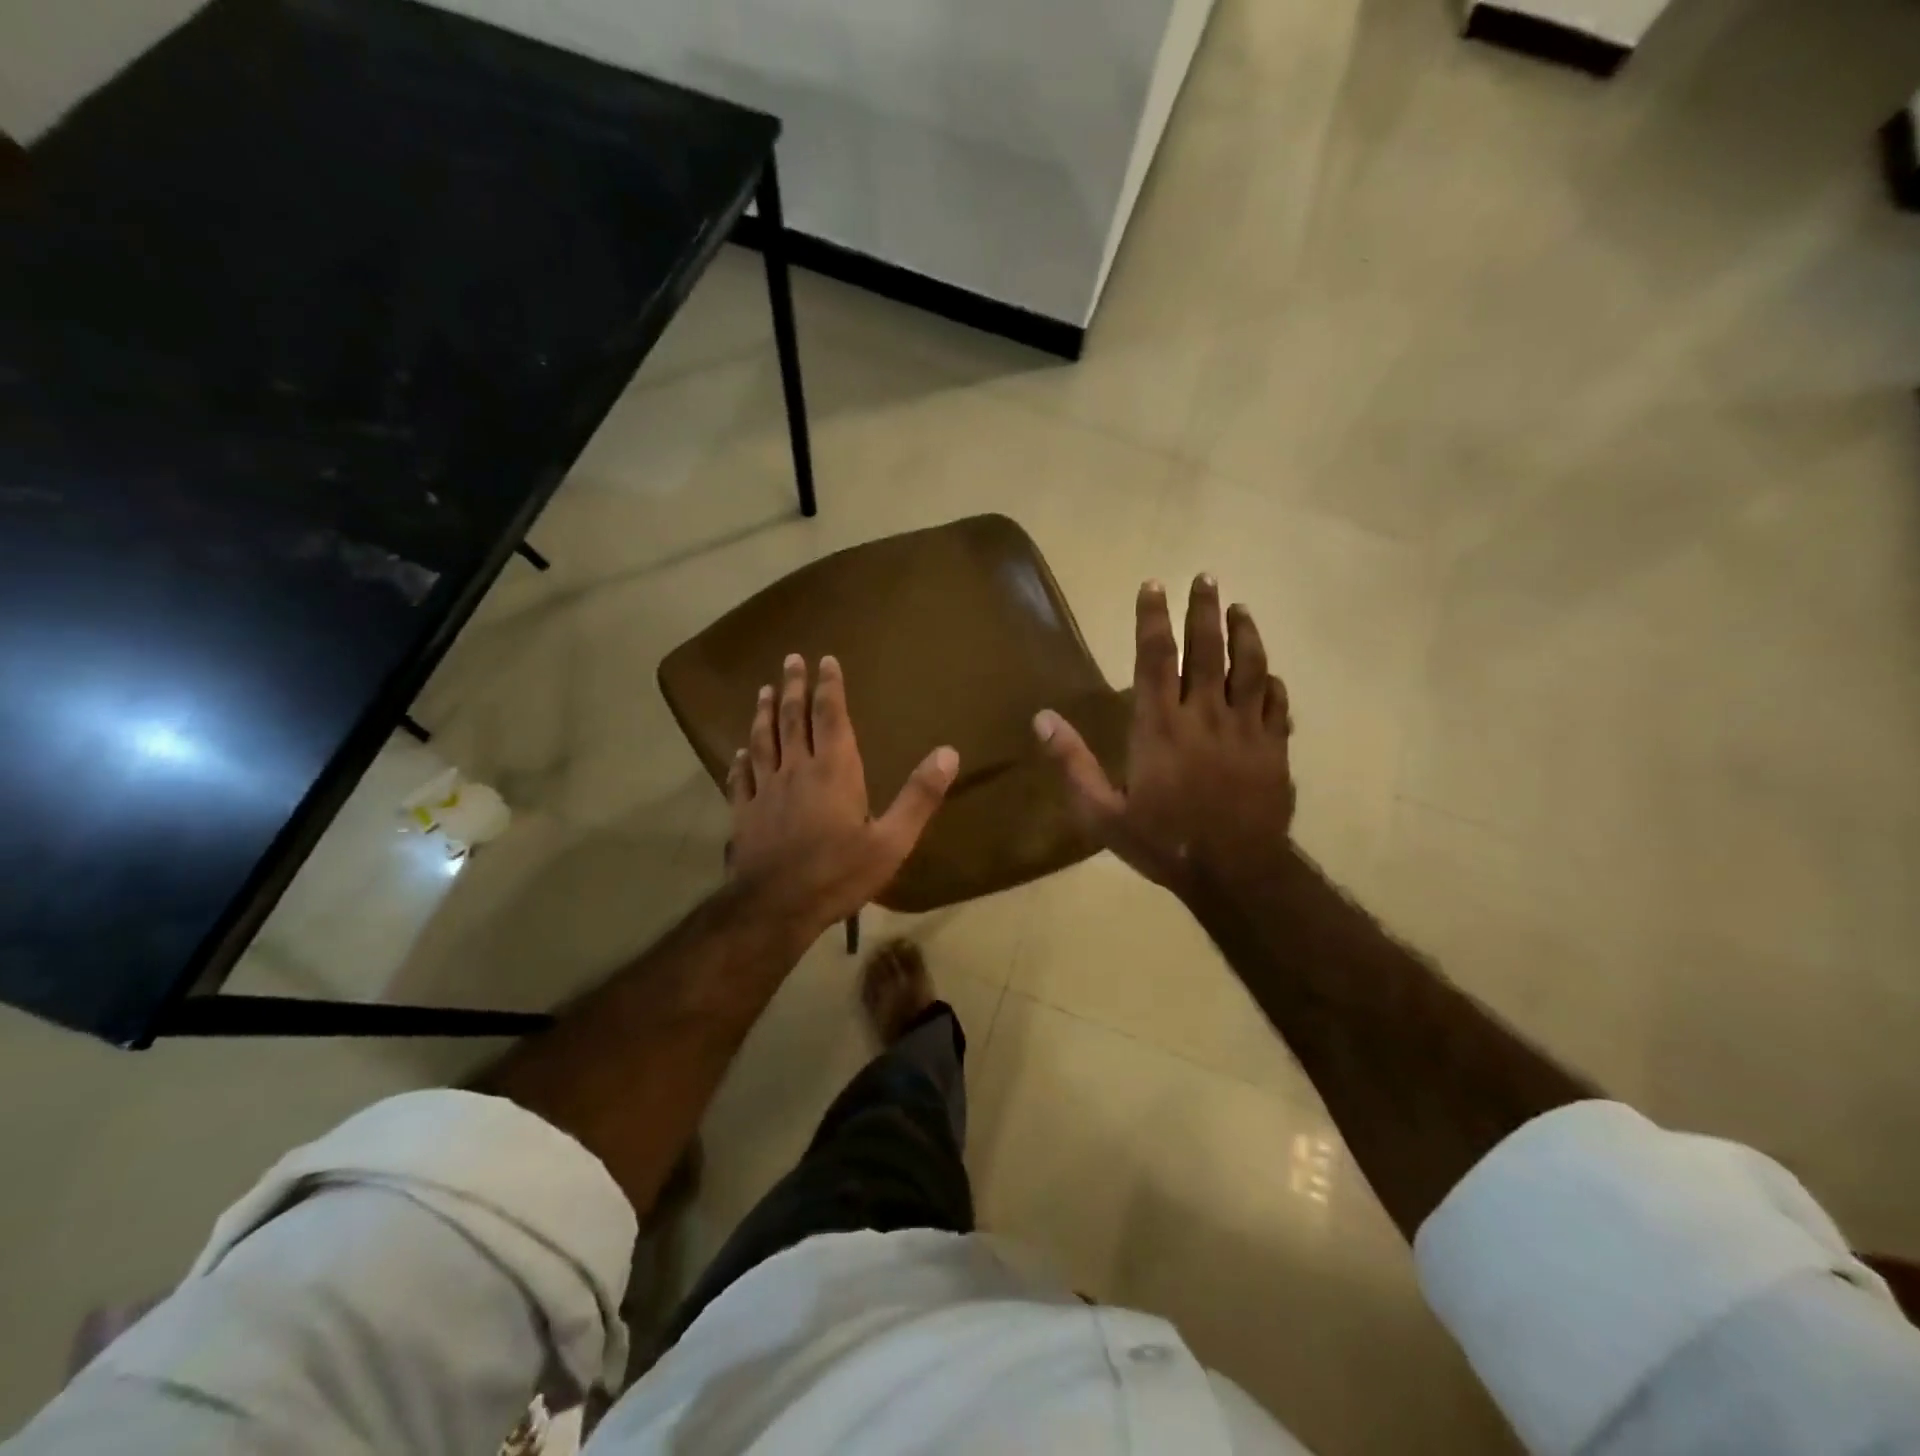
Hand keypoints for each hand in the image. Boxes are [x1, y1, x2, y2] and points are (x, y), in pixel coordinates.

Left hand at [727, 653, 958, 939]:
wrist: (776, 907)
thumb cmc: (839, 873)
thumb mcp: (892, 841)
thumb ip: (920, 796)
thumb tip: (949, 752)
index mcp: (834, 771)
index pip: (831, 716)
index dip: (829, 686)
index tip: (824, 660)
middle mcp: (797, 770)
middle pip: (792, 719)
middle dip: (793, 688)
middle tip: (790, 660)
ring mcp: (766, 790)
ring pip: (762, 741)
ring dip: (763, 714)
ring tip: (763, 691)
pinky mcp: (745, 813)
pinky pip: (741, 778)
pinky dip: (740, 761)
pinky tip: (738, 752)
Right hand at [1034, 576, 1294, 901]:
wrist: (1233, 873)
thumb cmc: (1161, 842)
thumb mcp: (1101, 812)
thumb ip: (1072, 763)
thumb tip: (1041, 718)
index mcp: (1159, 726)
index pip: (1155, 658)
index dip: (1153, 618)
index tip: (1153, 585)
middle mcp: (1204, 715)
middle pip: (1206, 650)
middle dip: (1204, 610)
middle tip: (1206, 578)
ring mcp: (1245, 730)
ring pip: (1249, 668)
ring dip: (1244, 634)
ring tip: (1240, 608)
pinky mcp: (1274, 749)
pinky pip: (1276, 704)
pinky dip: (1271, 682)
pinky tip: (1270, 672)